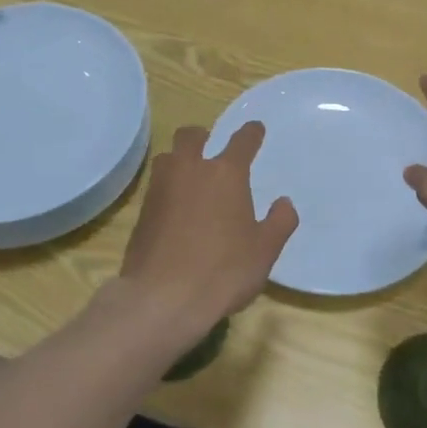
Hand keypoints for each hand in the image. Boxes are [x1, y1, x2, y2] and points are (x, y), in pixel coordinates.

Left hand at [112, 122, 296, 350]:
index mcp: (226, 173)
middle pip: (191, 136)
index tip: (256, 129)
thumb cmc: (223, 270)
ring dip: (180, 160)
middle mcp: (190, 170)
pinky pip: (157, 186)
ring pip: (168, 157)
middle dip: (203, 136)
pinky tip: (176, 208)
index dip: (251, 133)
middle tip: (211, 147)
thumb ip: (279, 222)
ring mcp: (162, 188)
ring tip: (191, 178)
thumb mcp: (264, 250)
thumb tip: (284, 203)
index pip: (242, 141)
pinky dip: (168, 188)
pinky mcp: (143, 211)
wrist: (162, 298)